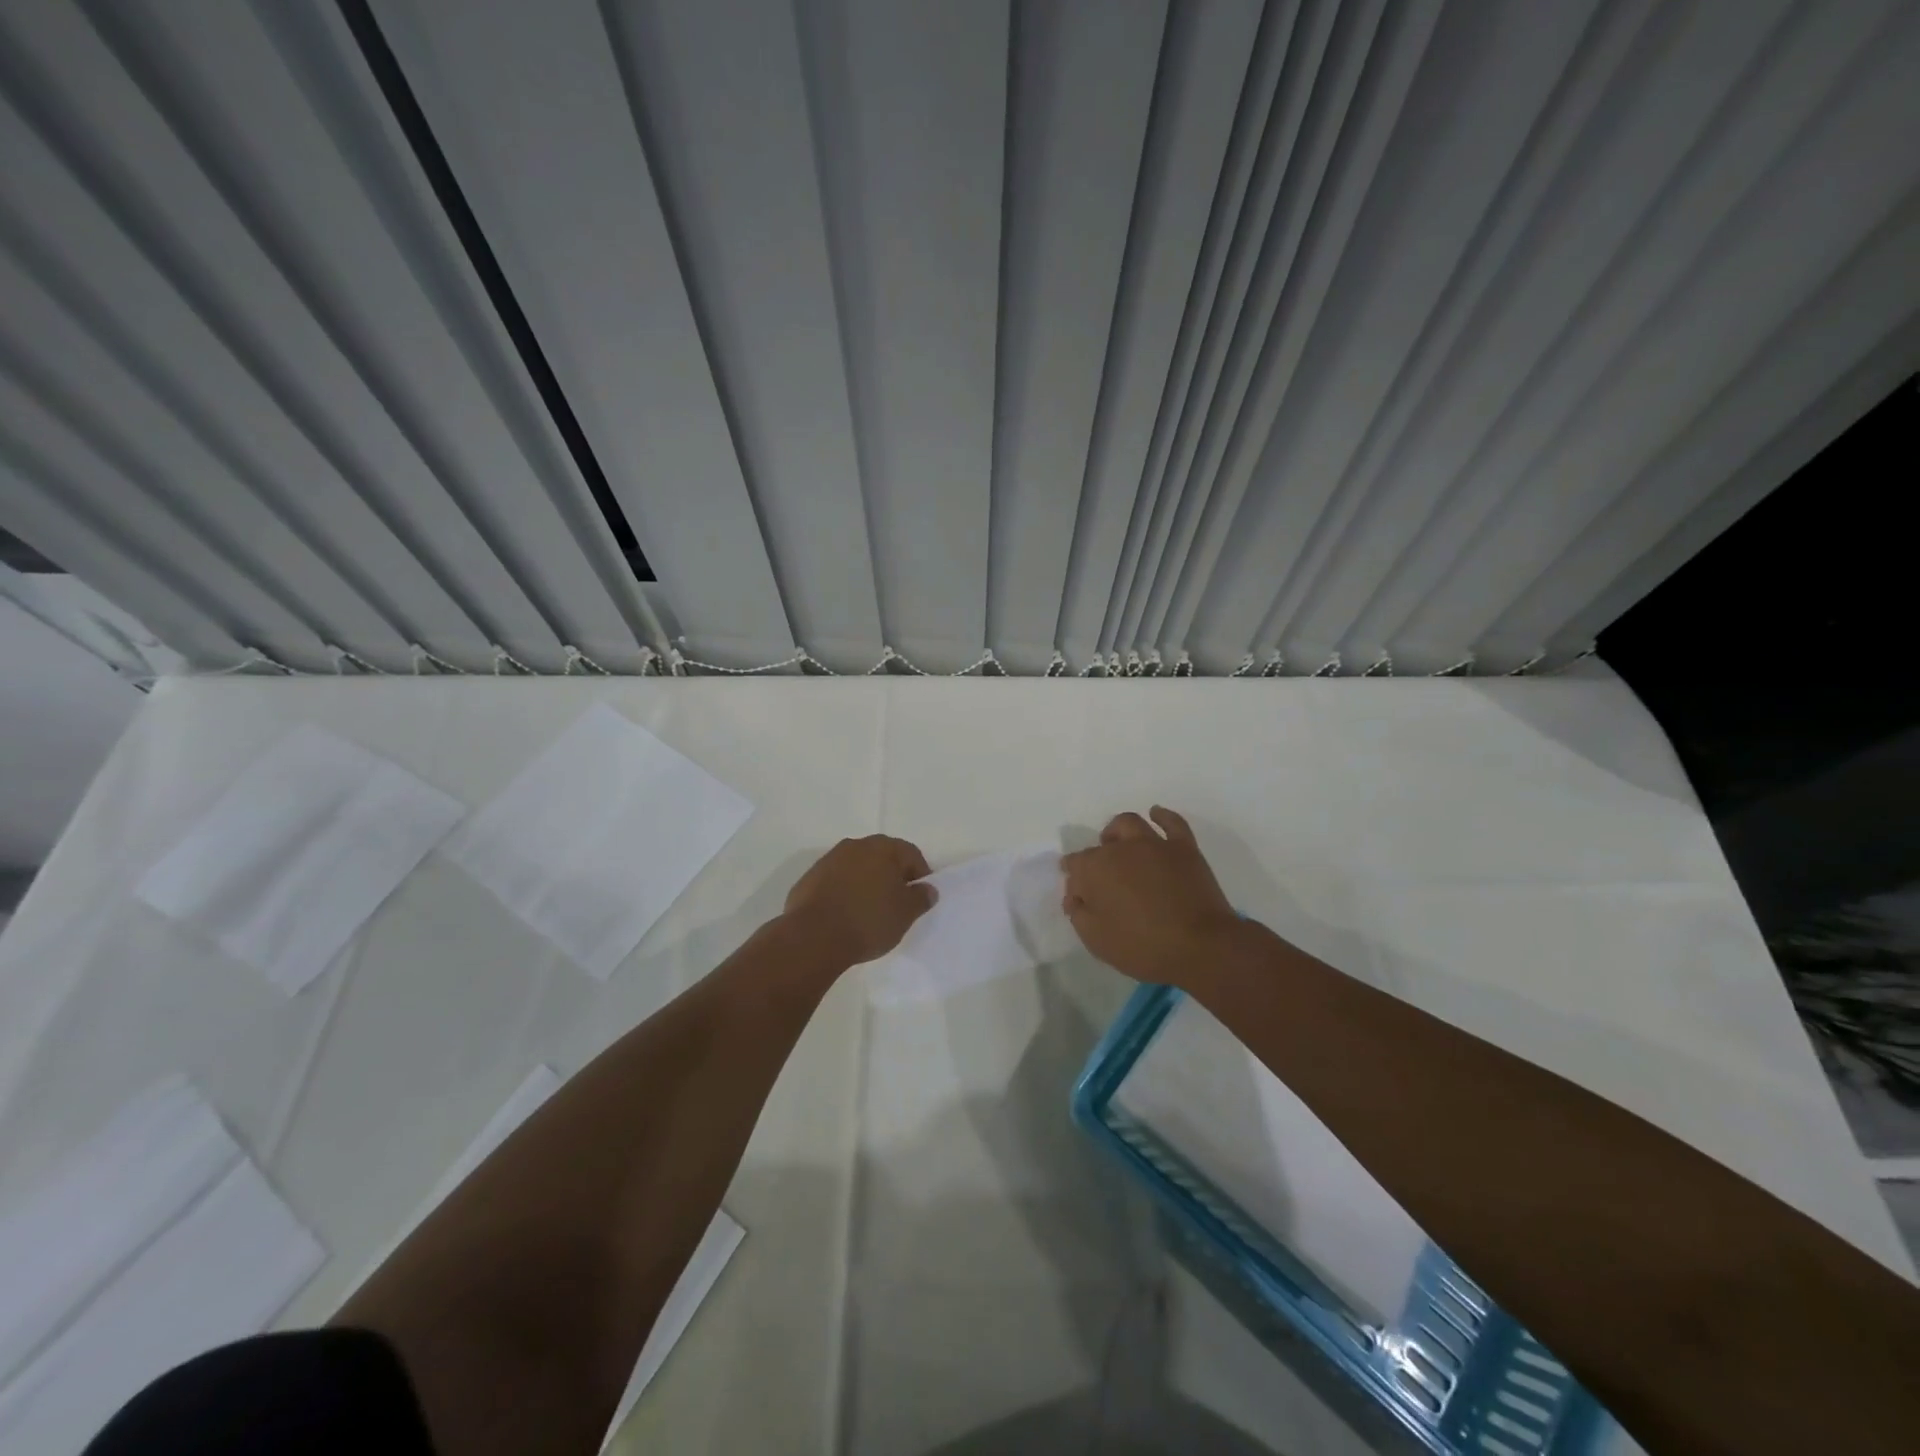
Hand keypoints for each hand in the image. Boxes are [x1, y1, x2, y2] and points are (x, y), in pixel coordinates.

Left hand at [783, 835, 935, 966]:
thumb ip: (921, 898)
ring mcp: (829, 859)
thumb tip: (928, 889)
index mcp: (883, 848)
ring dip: (866, 882)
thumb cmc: (868, 920)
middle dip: (892, 876)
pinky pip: (836, 880)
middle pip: (883, 857)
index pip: (911, 855)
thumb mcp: (905, 914)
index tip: (919, 898)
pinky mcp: (809, 877)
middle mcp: (856, 845)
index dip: (920, 875)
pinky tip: (845, 914)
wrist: (813, 936)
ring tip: (869, 910)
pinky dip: (844, 891)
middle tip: (896, 903)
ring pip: (857, 867)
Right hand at [1061, 807, 1243, 985]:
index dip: (1074, 880)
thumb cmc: (1143, 946)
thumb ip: (1078, 913)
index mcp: (1096, 868)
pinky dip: (1162, 816)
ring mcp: (1155, 845)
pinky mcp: (1184, 848)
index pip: (1074, 865)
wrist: (1200, 946)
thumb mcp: (1096, 939)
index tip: (1078, 898)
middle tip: (1102, 879)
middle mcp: (1121, 848)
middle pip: (1101, 845)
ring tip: (1119, 845)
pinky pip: (1172, 823)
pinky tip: (1156, 815)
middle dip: (1095, 858)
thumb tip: (1075, 896)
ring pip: (1130, 824)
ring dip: (1118, 831)